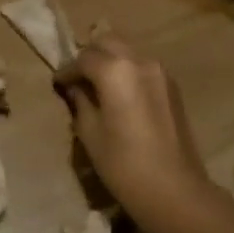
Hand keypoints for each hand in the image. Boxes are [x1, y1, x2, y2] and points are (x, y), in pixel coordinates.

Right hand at [55, 35, 228, 232]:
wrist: (176, 191)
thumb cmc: (124, 165)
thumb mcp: (90, 133)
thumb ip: (80, 102)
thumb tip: (75, 88)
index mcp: (115, 71)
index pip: (83, 58)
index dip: (67, 70)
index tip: (57, 83)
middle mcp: (140, 62)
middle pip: (108, 41)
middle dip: (89, 55)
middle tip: (77, 78)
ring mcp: (160, 72)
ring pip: (128, 52)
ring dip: (110, 60)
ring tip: (97, 85)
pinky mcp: (172, 87)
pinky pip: (142, 66)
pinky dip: (127, 71)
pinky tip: (119, 94)